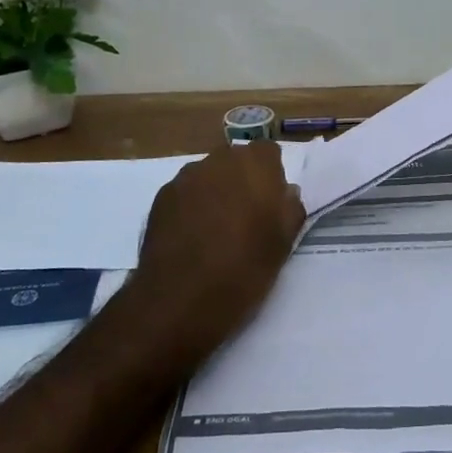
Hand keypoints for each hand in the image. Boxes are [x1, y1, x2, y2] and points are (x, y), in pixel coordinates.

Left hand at [130, 142, 305, 358]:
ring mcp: (186, 176)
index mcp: (255, 164)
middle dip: (242, 181)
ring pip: (209, 175)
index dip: (271, 176)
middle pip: (236, 160)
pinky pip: (185, 192)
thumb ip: (290, 208)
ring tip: (215, 230)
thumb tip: (286, 192)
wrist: (181, 299)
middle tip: (245, 218)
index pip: (268, 153)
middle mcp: (220, 160)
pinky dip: (191, 206)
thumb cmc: (244, 269)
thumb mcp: (284, 243)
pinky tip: (191, 238)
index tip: (270, 205)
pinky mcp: (162, 196)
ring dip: (215, 192)